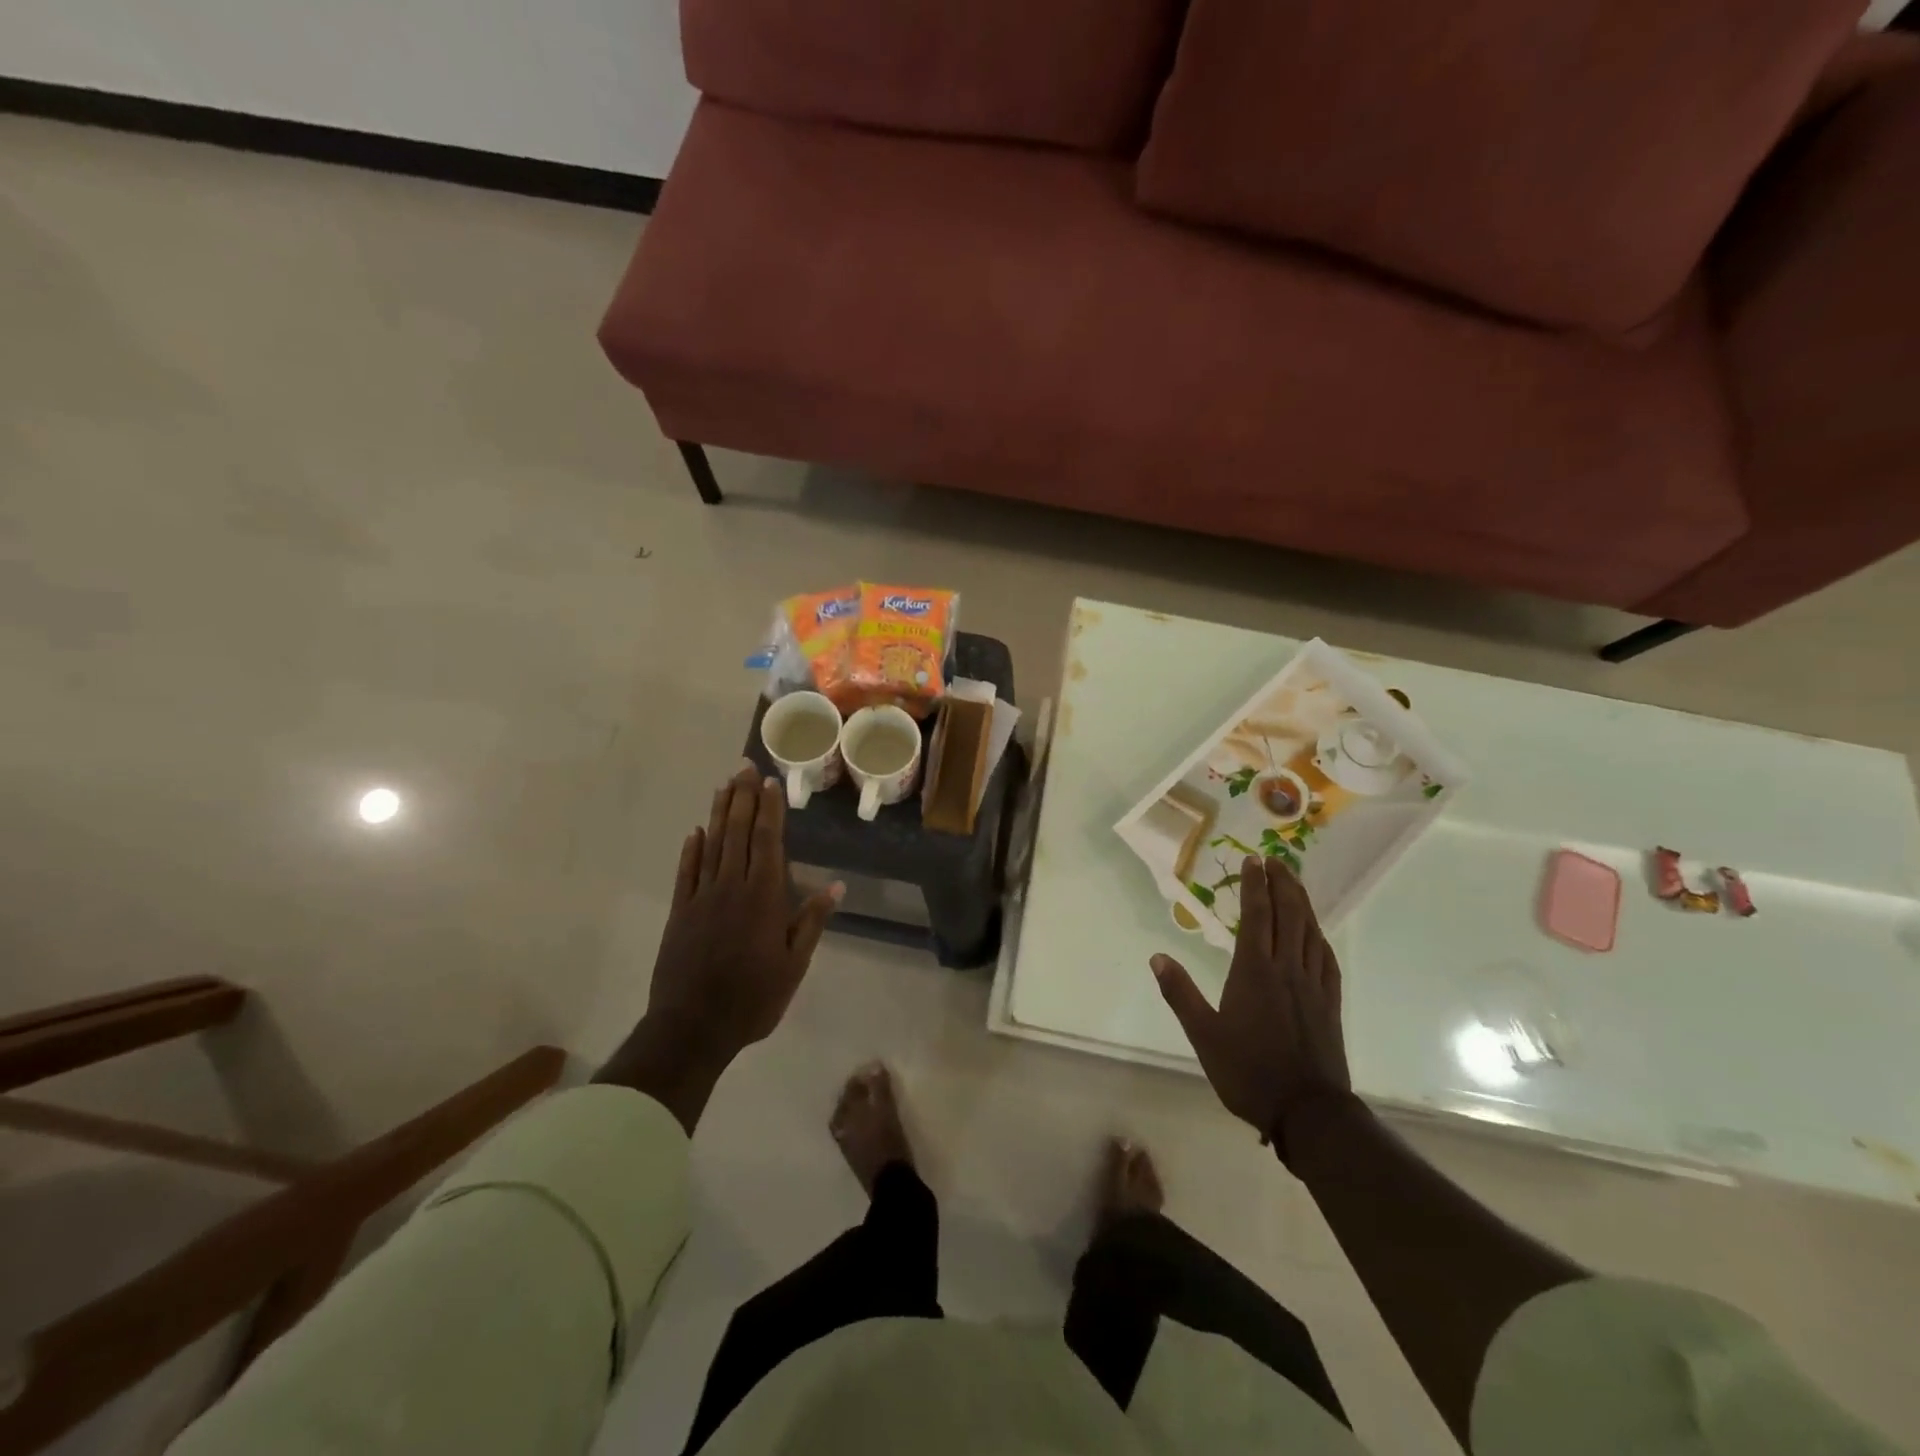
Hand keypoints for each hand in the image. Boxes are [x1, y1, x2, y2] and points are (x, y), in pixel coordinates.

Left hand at [645, 764, 841, 1063]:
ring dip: (719, 813)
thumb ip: (811, 922)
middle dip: (743, 798)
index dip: (769, 809)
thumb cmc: (753, 998)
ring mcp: (702, 897)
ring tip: (724, 785)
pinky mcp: (681, 912)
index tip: (769, 782)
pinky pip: (687, 873)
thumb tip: (836, 886)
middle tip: (744, 767)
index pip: (768, 841)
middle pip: (738, 833)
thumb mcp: (793, 965)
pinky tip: (695, 831)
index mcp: (764, 897)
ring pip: (712, 845)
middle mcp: (732, 887)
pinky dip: (691, 850)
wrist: (693, 1026)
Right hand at [1151, 855, 1350, 1143]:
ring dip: (1303, 903)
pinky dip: (1320, 937)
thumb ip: (1180, 993)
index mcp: (1254, 972)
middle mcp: (1286, 969)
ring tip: (1295, 882)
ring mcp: (1313, 986)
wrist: (1308, 1112)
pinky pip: (1326, 959)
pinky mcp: (1330, 1004)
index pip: (1256, 916)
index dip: (1254, 886)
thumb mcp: (1203, 1035)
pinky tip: (1317, 933)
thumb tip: (1157, 957)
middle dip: (1282, 884)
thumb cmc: (1248, 1072)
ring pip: (1310, 932)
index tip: (1253, 860)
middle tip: (1276, 860)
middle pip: (1289, 915)